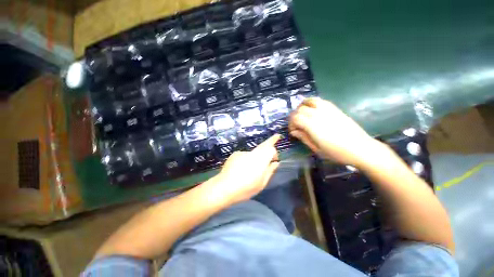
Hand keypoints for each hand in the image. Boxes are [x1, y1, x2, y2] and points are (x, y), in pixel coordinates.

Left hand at [214, 134, 280, 204]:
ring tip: (249, 171)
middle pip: (263, 146)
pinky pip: (244, 155)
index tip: (275, 157)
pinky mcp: (235, 154)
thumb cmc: (246, 188)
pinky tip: (240, 170)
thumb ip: (270, 171)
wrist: (224, 187)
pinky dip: (245, 160)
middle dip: (269, 143)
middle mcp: (253, 153)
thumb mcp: (262, 183)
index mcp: (261, 159)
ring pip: (253, 153)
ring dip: (255, 159)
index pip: (271, 148)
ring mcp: (243, 152)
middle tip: (274, 141)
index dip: (274, 149)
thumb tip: (275, 163)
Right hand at [289, 98, 383, 166]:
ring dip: (302, 107)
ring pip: (309, 101)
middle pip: (300, 109)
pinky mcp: (334, 108)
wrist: (361, 148)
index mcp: (312, 126)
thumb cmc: (337, 152)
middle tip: (296, 125)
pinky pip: (319, 100)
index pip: (295, 118)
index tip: (292, 131)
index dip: (291, 124)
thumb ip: (304, 138)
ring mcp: (327, 109)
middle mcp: (318, 114)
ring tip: (301, 114)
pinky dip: (311, 103)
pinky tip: (312, 110)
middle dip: (294, 116)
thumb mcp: (316, 149)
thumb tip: (294, 132)